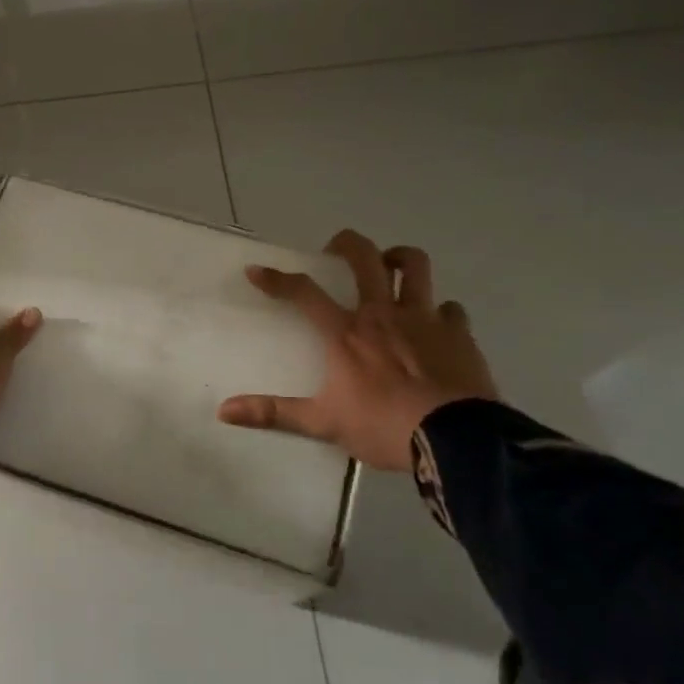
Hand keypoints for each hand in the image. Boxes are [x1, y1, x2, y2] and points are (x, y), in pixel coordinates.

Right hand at [218, 231, 497, 470]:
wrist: (455, 440)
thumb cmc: (382, 426)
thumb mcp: (323, 423)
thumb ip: (274, 413)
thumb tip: (224, 411)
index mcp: (346, 333)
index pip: (303, 293)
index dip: (277, 279)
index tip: (256, 271)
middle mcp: (382, 314)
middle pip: (365, 258)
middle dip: (346, 244)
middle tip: (335, 250)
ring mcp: (424, 319)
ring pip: (414, 266)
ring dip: (399, 259)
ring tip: (389, 266)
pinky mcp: (458, 332)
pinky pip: (449, 307)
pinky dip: (439, 310)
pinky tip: (434, 324)